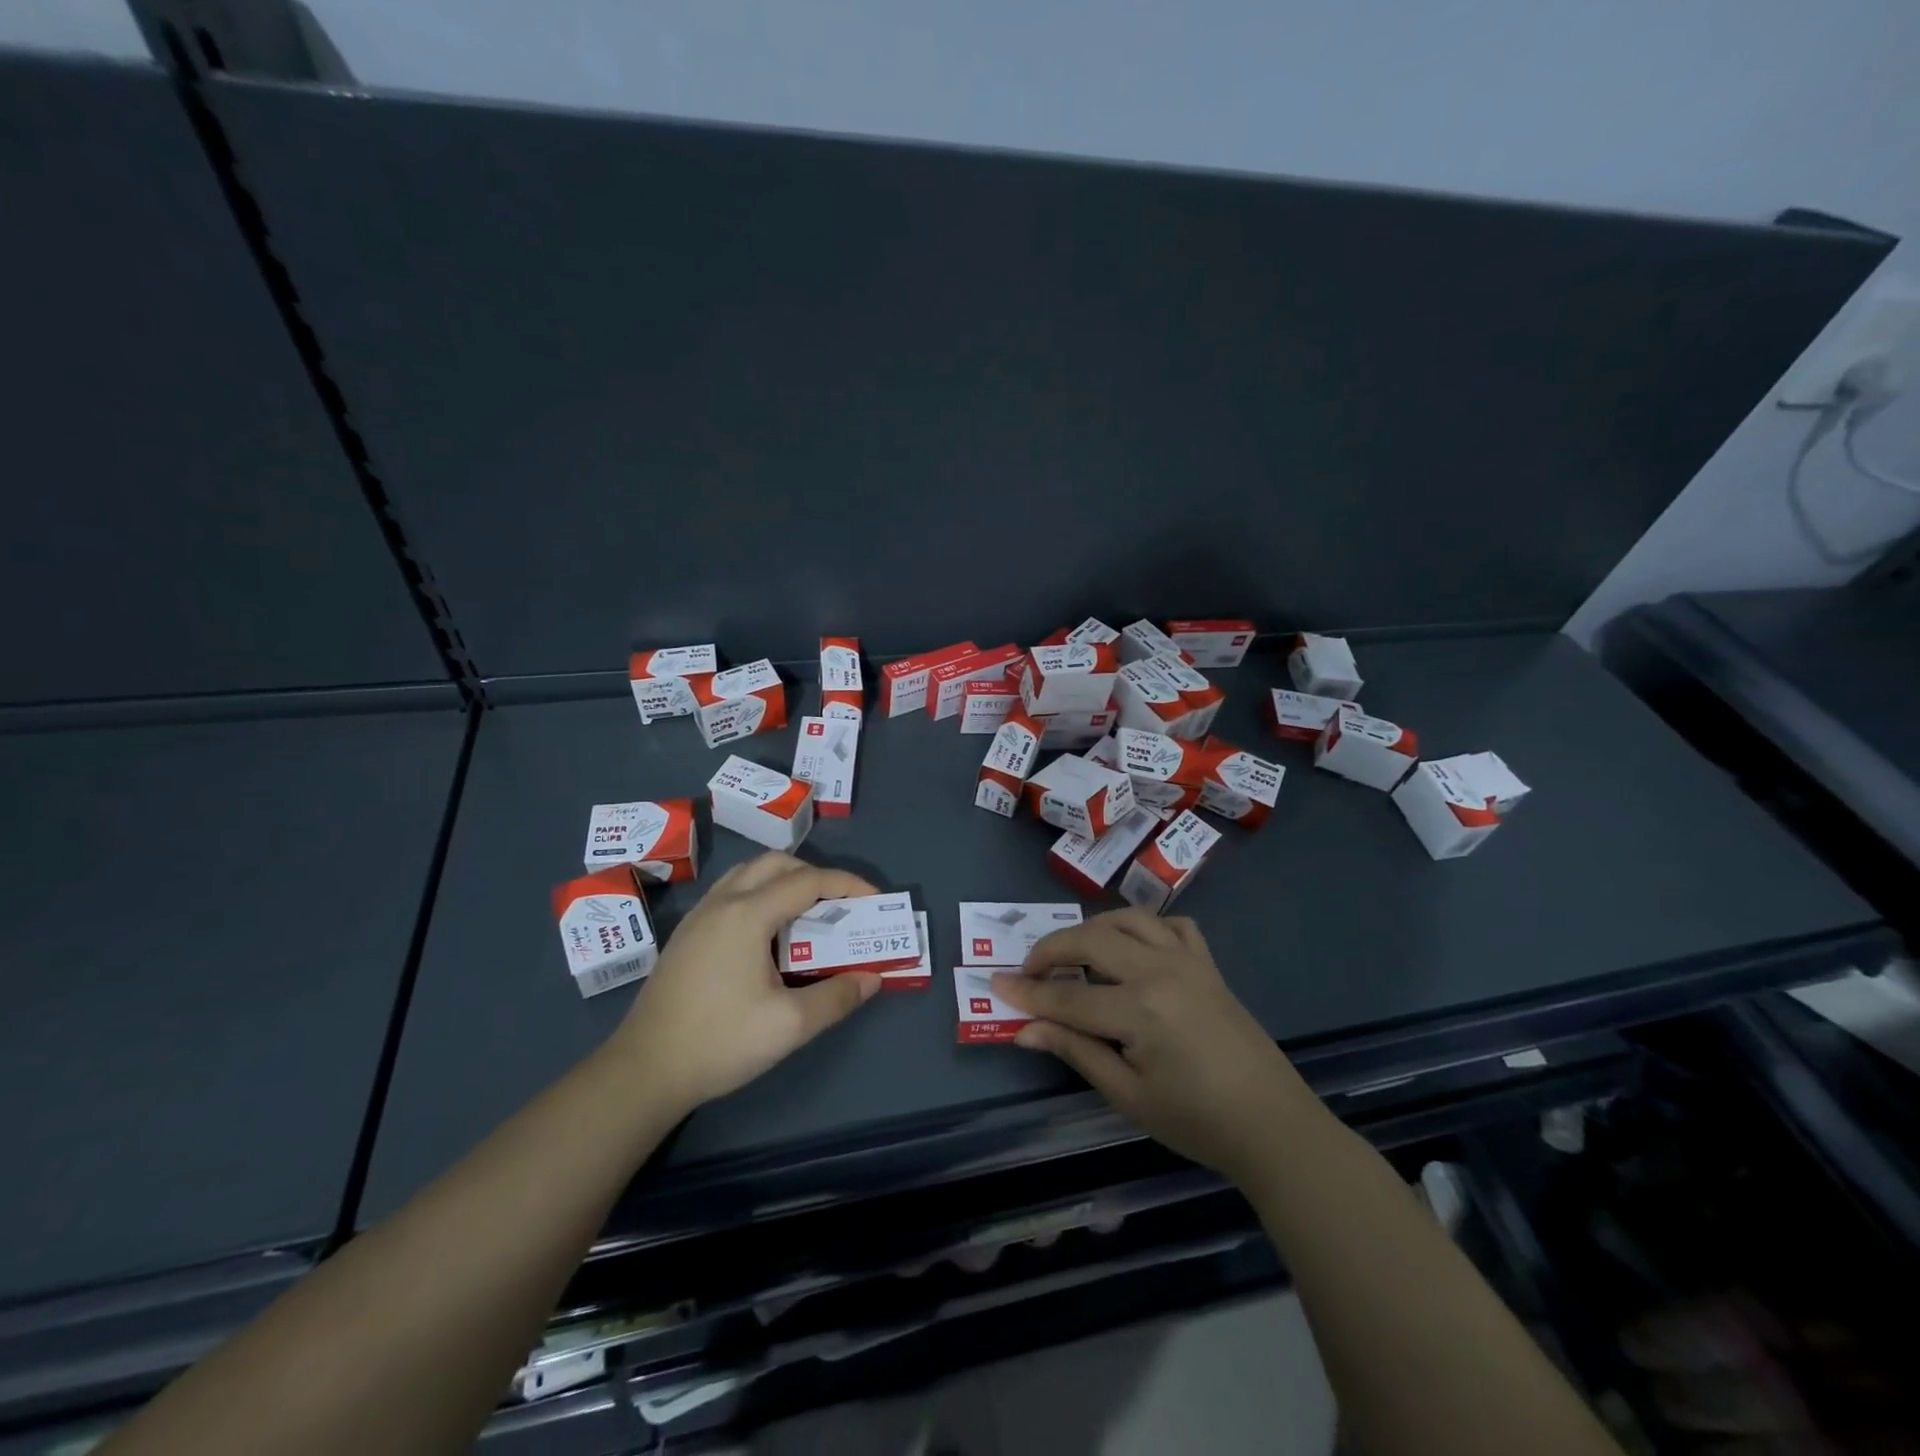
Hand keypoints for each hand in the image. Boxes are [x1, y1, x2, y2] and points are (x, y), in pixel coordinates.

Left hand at [614, 852, 881, 1114]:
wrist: (644, 1070)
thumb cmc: (720, 1042)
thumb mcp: (789, 1025)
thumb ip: (837, 997)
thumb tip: (872, 977)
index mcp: (748, 914)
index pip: (808, 881)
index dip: (847, 884)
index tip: (875, 899)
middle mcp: (722, 902)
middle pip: (777, 864)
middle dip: (815, 875)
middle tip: (840, 905)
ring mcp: (699, 915)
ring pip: (749, 873)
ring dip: (785, 880)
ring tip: (807, 914)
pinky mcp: (687, 933)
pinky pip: (732, 891)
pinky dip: (761, 893)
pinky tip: (768, 933)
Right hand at [994, 909, 1314, 1183]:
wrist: (1272, 1125)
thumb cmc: (1196, 1121)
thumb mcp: (1128, 1095)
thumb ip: (1076, 1052)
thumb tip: (1026, 1029)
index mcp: (1140, 1009)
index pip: (1068, 996)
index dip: (1028, 992)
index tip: (995, 983)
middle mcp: (1160, 971)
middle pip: (1091, 941)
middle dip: (1052, 950)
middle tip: (1030, 971)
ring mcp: (1188, 961)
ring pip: (1128, 918)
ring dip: (1093, 928)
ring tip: (1075, 954)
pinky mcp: (1208, 963)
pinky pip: (1172, 925)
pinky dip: (1145, 927)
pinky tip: (1135, 948)